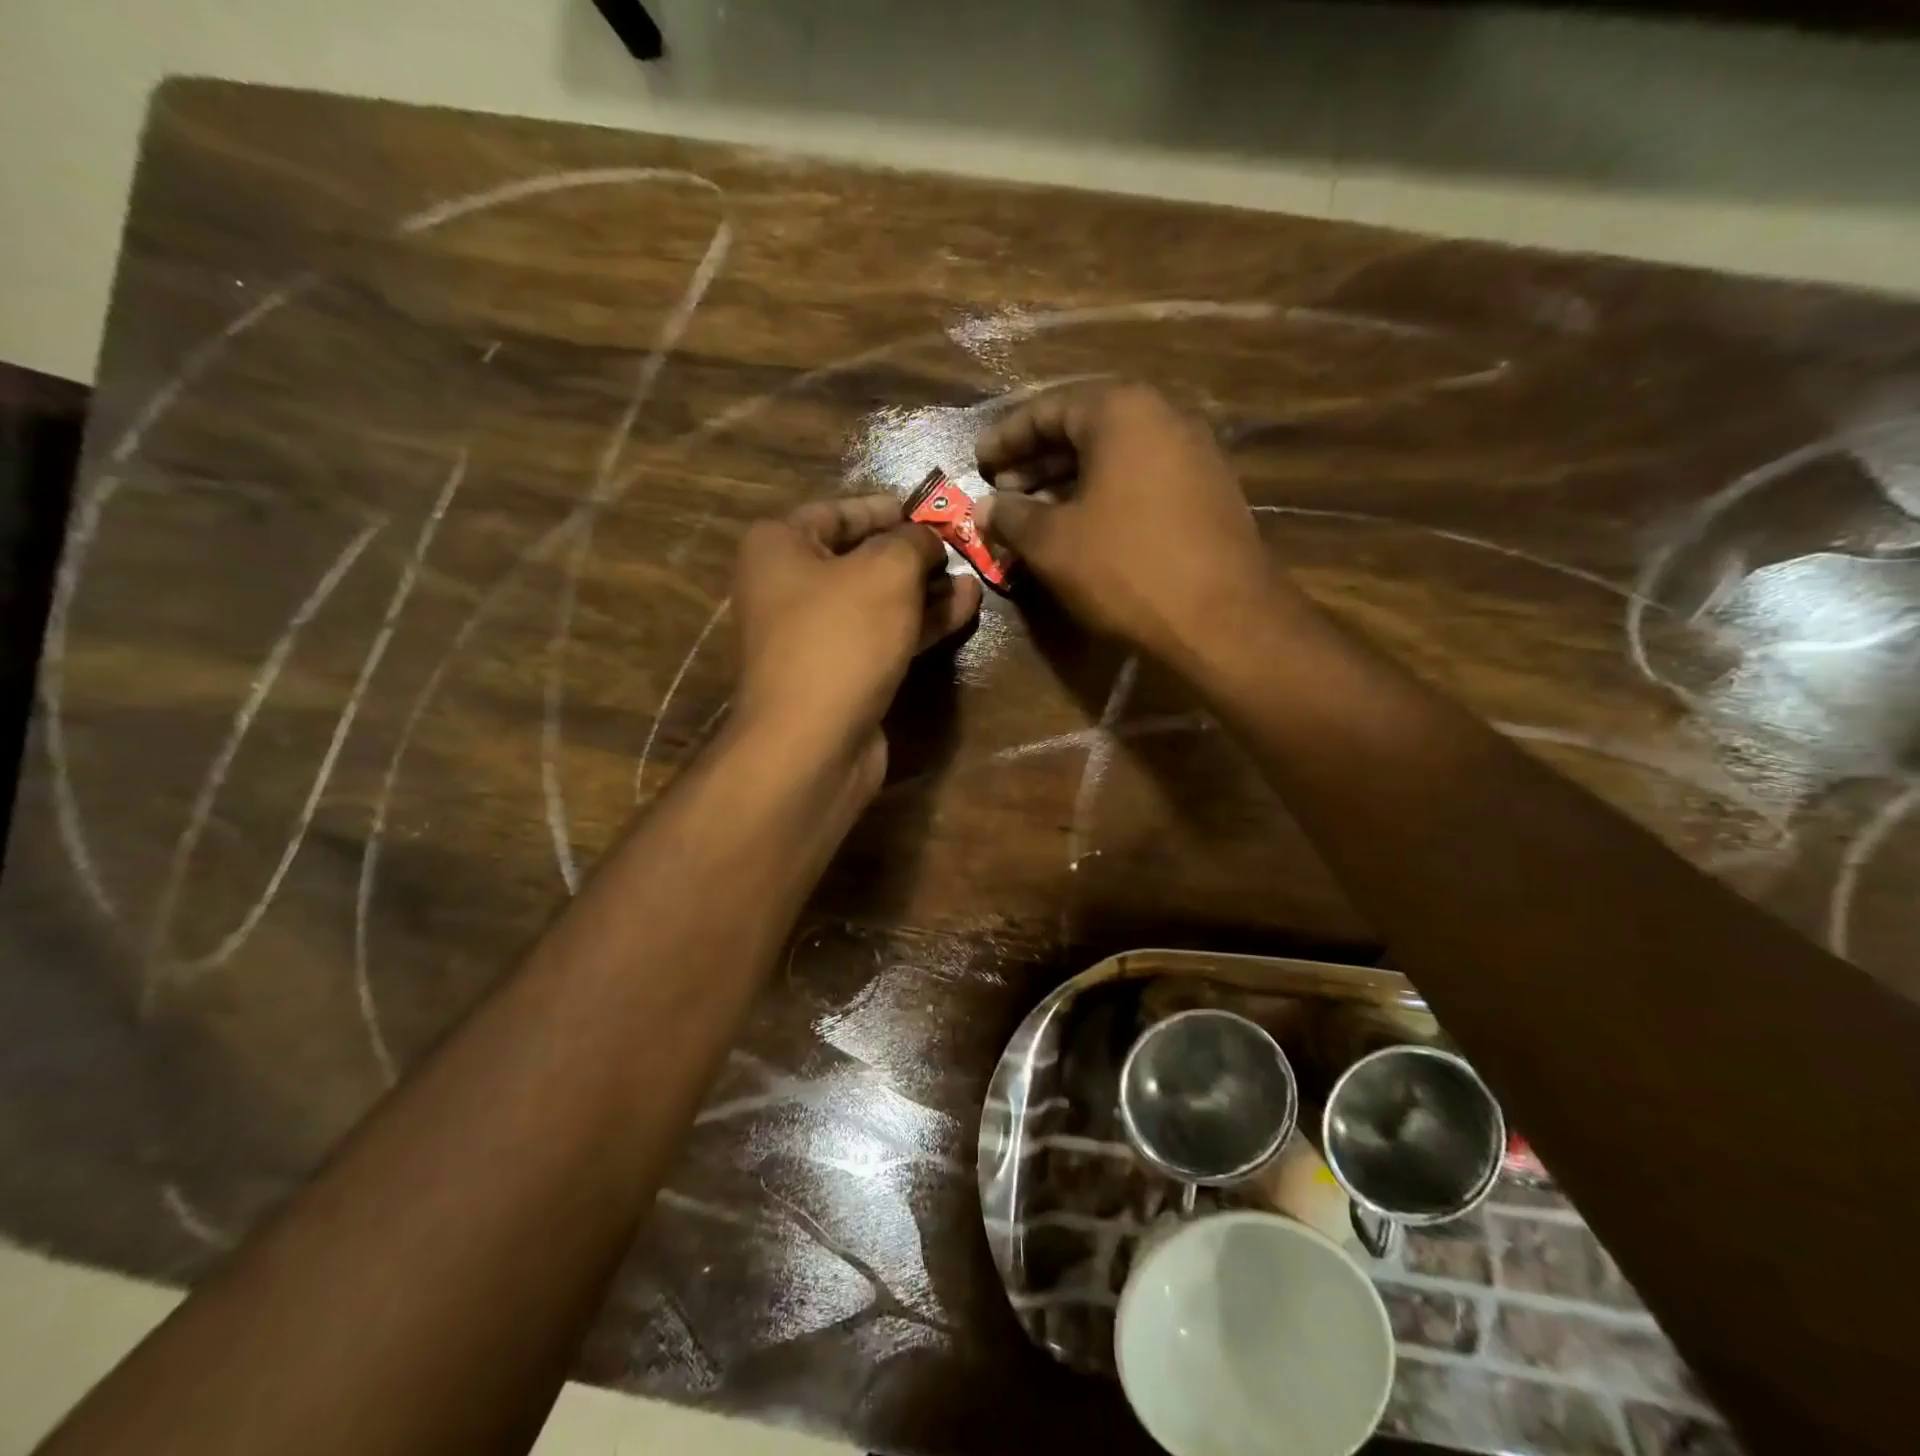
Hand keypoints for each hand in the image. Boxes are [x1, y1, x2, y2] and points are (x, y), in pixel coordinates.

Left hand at [731, 494, 981, 789]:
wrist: (814, 742)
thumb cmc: (842, 637)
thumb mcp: (886, 571)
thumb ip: (913, 542)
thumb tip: (928, 539)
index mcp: (779, 546)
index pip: (838, 511)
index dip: (888, 508)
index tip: (932, 511)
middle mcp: (788, 587)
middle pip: (860, 558)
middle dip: (913, 554)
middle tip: (960, 549)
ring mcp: (814, 636)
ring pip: (877, 602)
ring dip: (925, 591)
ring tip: (973, 581)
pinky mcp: (839, 674)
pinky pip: (882, 637)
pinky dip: (919, 624)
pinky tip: (963, 611)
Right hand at [973, 383, 1285, 666]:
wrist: (1222, 618)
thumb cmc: (1126, 568)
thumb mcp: (1053, 543)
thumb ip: (1011, 517)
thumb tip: (983, 509)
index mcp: (1121, 412)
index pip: (1047, 410)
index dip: (1006, 438)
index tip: (978, 463)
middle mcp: (1163, 418)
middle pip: (1084, 430)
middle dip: (1037, 462)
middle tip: (1002, 492)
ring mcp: (1193, 455)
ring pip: (1114, 458)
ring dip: (1068, 484)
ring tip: (1034, 516)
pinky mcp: (1208, 493)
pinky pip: (1141, 481)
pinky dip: (1104, 498)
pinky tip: (1081, 531)